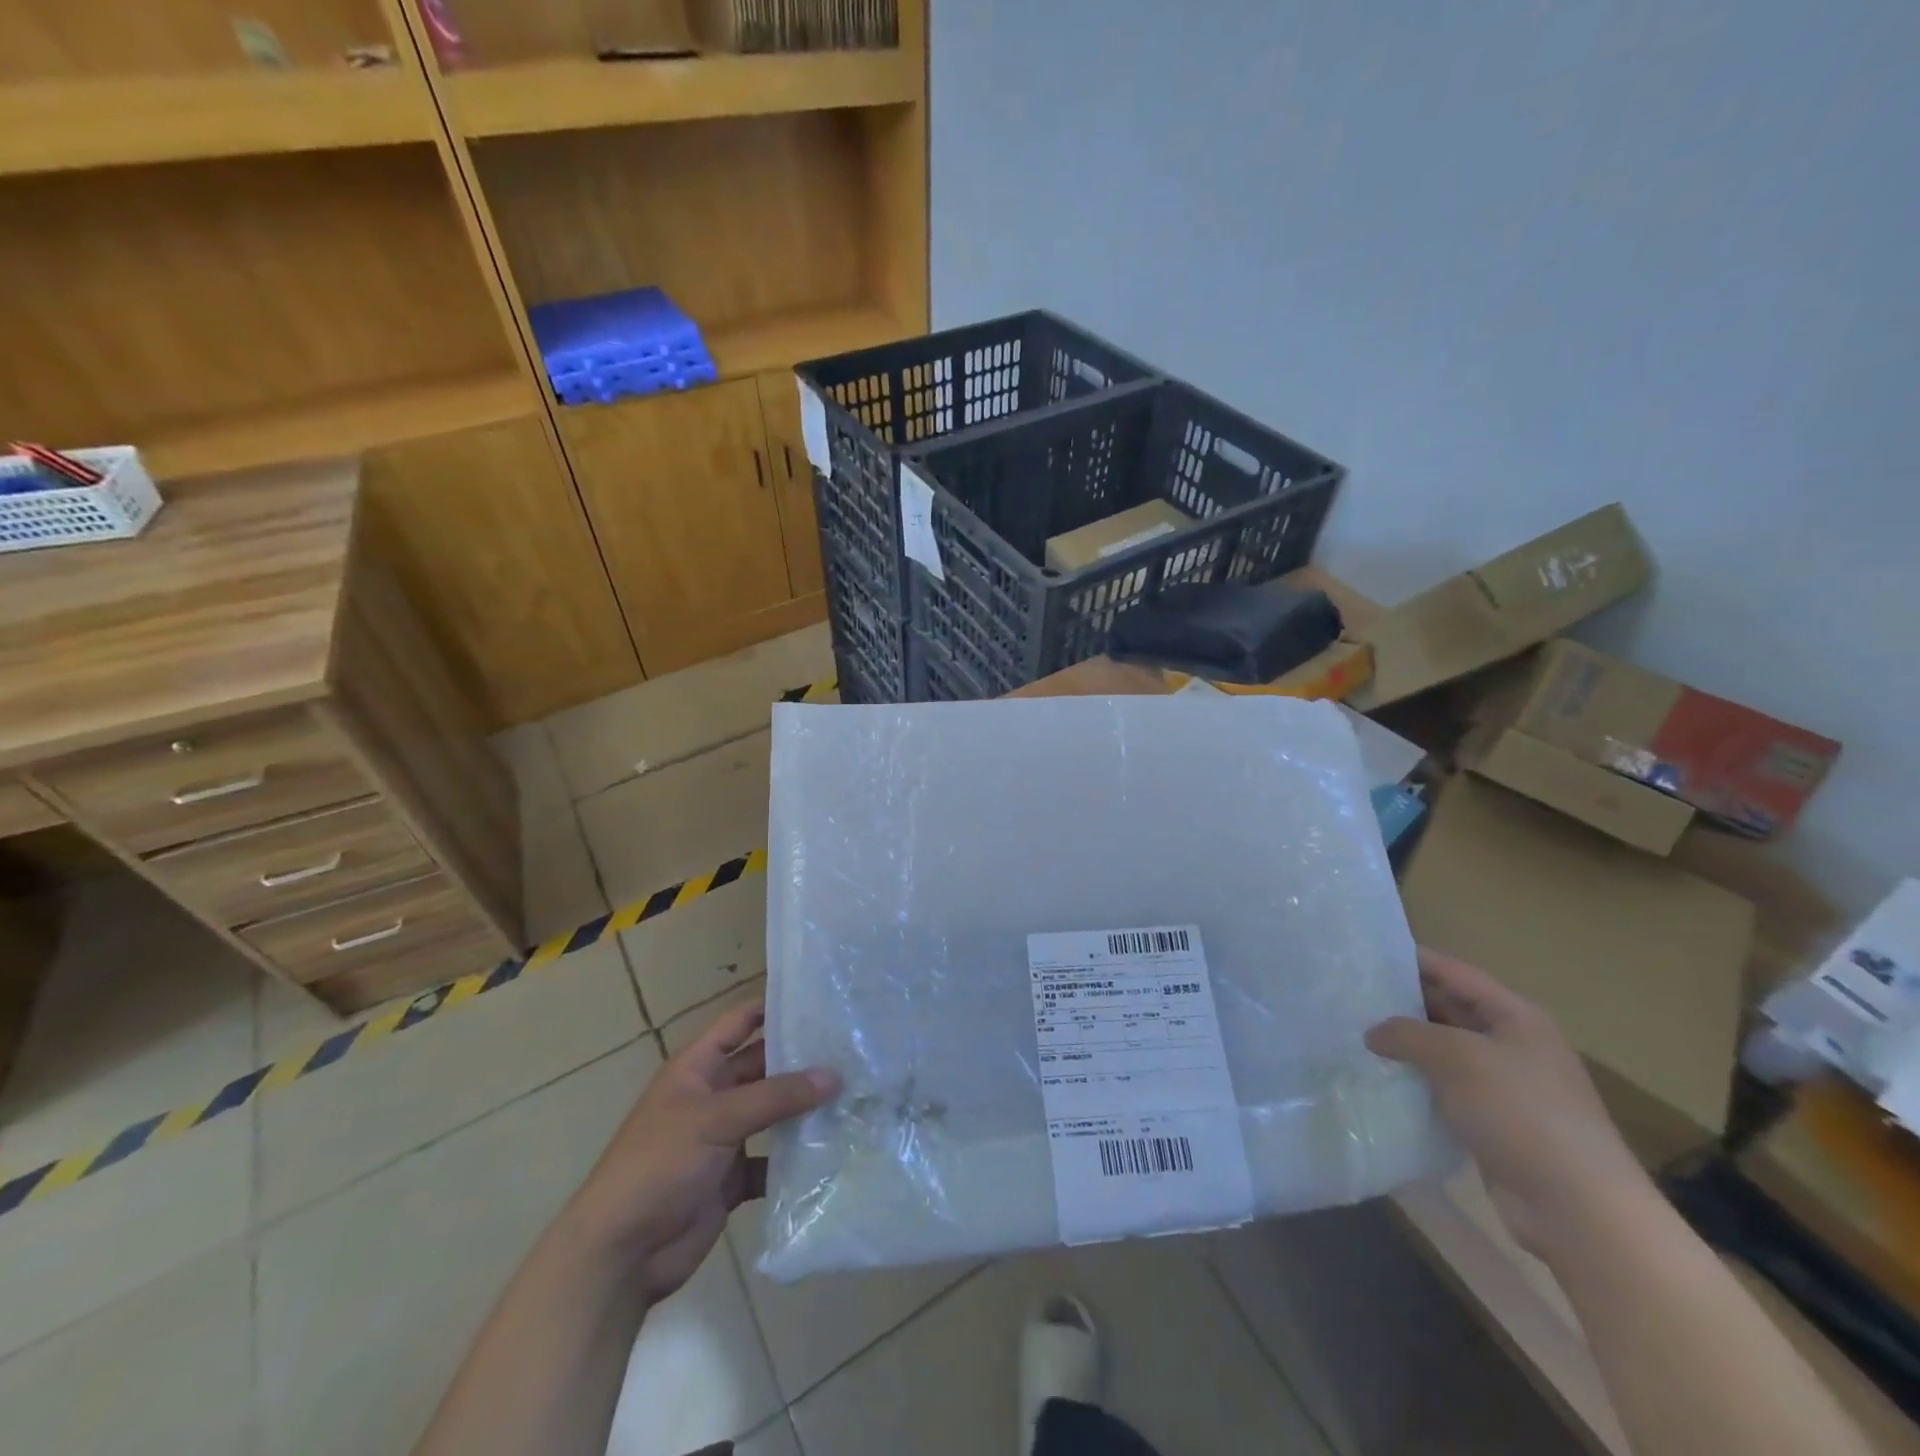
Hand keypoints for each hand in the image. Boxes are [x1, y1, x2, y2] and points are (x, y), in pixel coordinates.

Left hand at [566, 999, 839, 1303]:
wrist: (620, 1255)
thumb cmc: (659, 1165)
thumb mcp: (716, 1119)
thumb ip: (775, 1096)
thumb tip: (833, 1076)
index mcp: (697, 1068)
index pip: (739, 1022)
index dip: (772, 1007)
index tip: (818, 999)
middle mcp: (712, 1096)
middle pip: (763, 1067)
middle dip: (800, 1060)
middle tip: (850, 1049)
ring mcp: (723, 1138)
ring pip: (772, 1113)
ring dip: (803, 1109)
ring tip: (853, 1094)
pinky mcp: (733, 1178)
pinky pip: (772, 1160)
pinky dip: (796, 1158)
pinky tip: (832, 1151)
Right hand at [1366, 947, 1654, 1256]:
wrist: (1577, 1209)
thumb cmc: (1522, 1113)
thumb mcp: (1458, 1057)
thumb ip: (1408, 1034)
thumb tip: (1372, 1032)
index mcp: (1515, 1016)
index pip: (1453, 972)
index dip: (1411, 960)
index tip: (1364, 955)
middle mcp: (1511, 1043)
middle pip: (1447, 1009)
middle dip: (1401, 1003)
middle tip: (1349, 996)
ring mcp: (1503, 1085)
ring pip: (1442, 1051)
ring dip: (1404, 1046)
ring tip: (1353, 1034)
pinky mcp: (1491, 1121)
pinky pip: (1444, 1088)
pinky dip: (1414, 1082)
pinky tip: (1378, 1079)